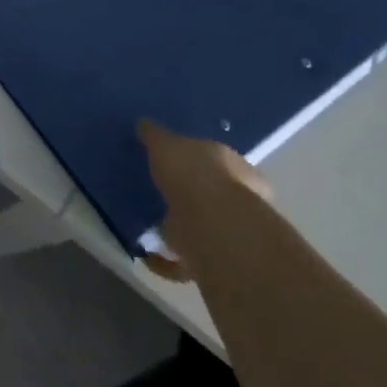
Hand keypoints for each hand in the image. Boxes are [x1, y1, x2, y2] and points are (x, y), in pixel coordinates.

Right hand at [137, 119, 270, 283]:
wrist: (211, 226)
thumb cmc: (195, 175)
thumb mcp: (168, 144)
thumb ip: (156, 135)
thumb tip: (144, 124)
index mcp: (240, 169)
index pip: (221, 161)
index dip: (200, 162)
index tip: (176, 163)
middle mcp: (243, 202)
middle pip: (213, 196)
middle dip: (190, 196)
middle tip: (161, 193)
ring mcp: (230, 235)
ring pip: (202, 229)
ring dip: (179, 229)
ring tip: (149, 224)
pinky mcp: (213, 262)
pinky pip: (184, 261)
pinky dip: (166, 260)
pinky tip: (146, 254)